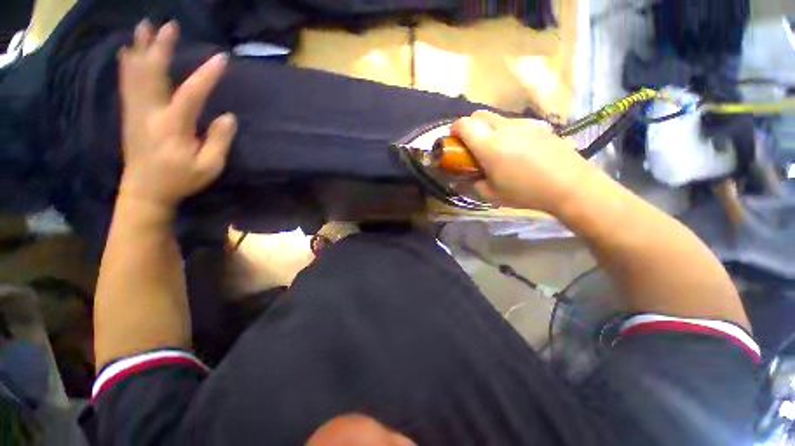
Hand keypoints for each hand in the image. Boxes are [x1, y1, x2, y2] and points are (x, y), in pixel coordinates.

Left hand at [118, 20, 236, 209]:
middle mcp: (151, 113)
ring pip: (136, 74)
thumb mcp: (209, 167)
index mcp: (173, 127)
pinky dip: (127, 65)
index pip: (192, 94)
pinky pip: (127, 83)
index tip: (222, 59)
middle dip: (161, 48)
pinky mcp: (130, 114)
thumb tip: (228, 117)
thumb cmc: (180, 179)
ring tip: (144, 27)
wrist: (145, 191)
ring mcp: (136, 112)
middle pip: (153, 74)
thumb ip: (219, 141)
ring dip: (140, 49)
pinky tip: (127, 52)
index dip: (207, 76)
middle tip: (169, 25)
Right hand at [450, 111, 594, 213]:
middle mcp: (503, 128)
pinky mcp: (538, 126)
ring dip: (487, 128)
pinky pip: (513, 123)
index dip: (453, 129)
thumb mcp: (492, 194)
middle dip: (469, 125)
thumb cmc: (525, 191)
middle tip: (470, 144)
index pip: (464, 124)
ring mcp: (523, 124)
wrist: (570, 185)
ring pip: (496, 117)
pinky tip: (514, 149)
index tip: (452, 140)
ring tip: (493, 148)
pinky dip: (504, 131)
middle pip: (479, 114)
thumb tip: (468, 178)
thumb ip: (475, 183)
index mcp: (488, 145)